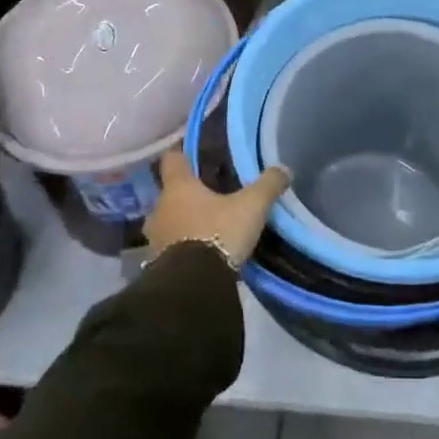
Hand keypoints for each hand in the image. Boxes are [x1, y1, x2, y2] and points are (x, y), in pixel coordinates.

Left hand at [144, 151, 291, 267]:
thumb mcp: (251, 207)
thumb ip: (267, 185)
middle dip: (187, 194)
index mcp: (178, 187)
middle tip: (209, 195)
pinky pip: (169, 247)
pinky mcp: (155, 265)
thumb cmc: (218, 233)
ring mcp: (153, 239)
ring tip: (206, 226)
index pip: (172, 159)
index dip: (182, 153)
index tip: (192, 152)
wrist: (192, 286)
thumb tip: (285, 169)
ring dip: (183, 223)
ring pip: (168, 221)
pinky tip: (200, 252)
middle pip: (171, 193)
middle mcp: (160, 208)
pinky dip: (182, 246)